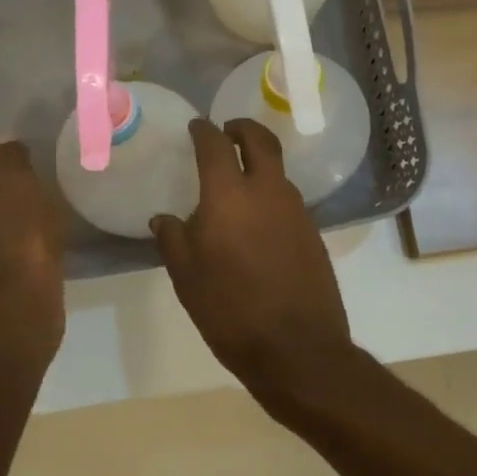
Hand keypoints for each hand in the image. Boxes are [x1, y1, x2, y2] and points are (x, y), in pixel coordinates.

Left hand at [0, 133, 65, 364]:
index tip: (14, 137)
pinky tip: (41, 226)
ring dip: (9, 198)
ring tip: (40, 190)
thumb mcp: (16, 186)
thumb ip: (9, 159)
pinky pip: (2, 236)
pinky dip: (18, 224)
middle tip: (30, 161)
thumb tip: (6, 144)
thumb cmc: (16, 241)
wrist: (17, 312)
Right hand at [151, 119, 351, 407]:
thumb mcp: (187, 277)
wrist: (296, 348)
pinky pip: (287, 199)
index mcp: (229, 195)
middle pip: (261, 141)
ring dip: (259, 162)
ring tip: (239, 179)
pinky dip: (271, 193)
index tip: (197, 127)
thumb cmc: (230, 310)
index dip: (204, 131)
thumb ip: (173, 239)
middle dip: (243, 129)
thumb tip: (164, 219)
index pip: (216, 145)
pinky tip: (257, 219)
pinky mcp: (312, 232)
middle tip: (228, 130)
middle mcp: (267, 192)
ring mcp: (295, 210)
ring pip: (277, 170)